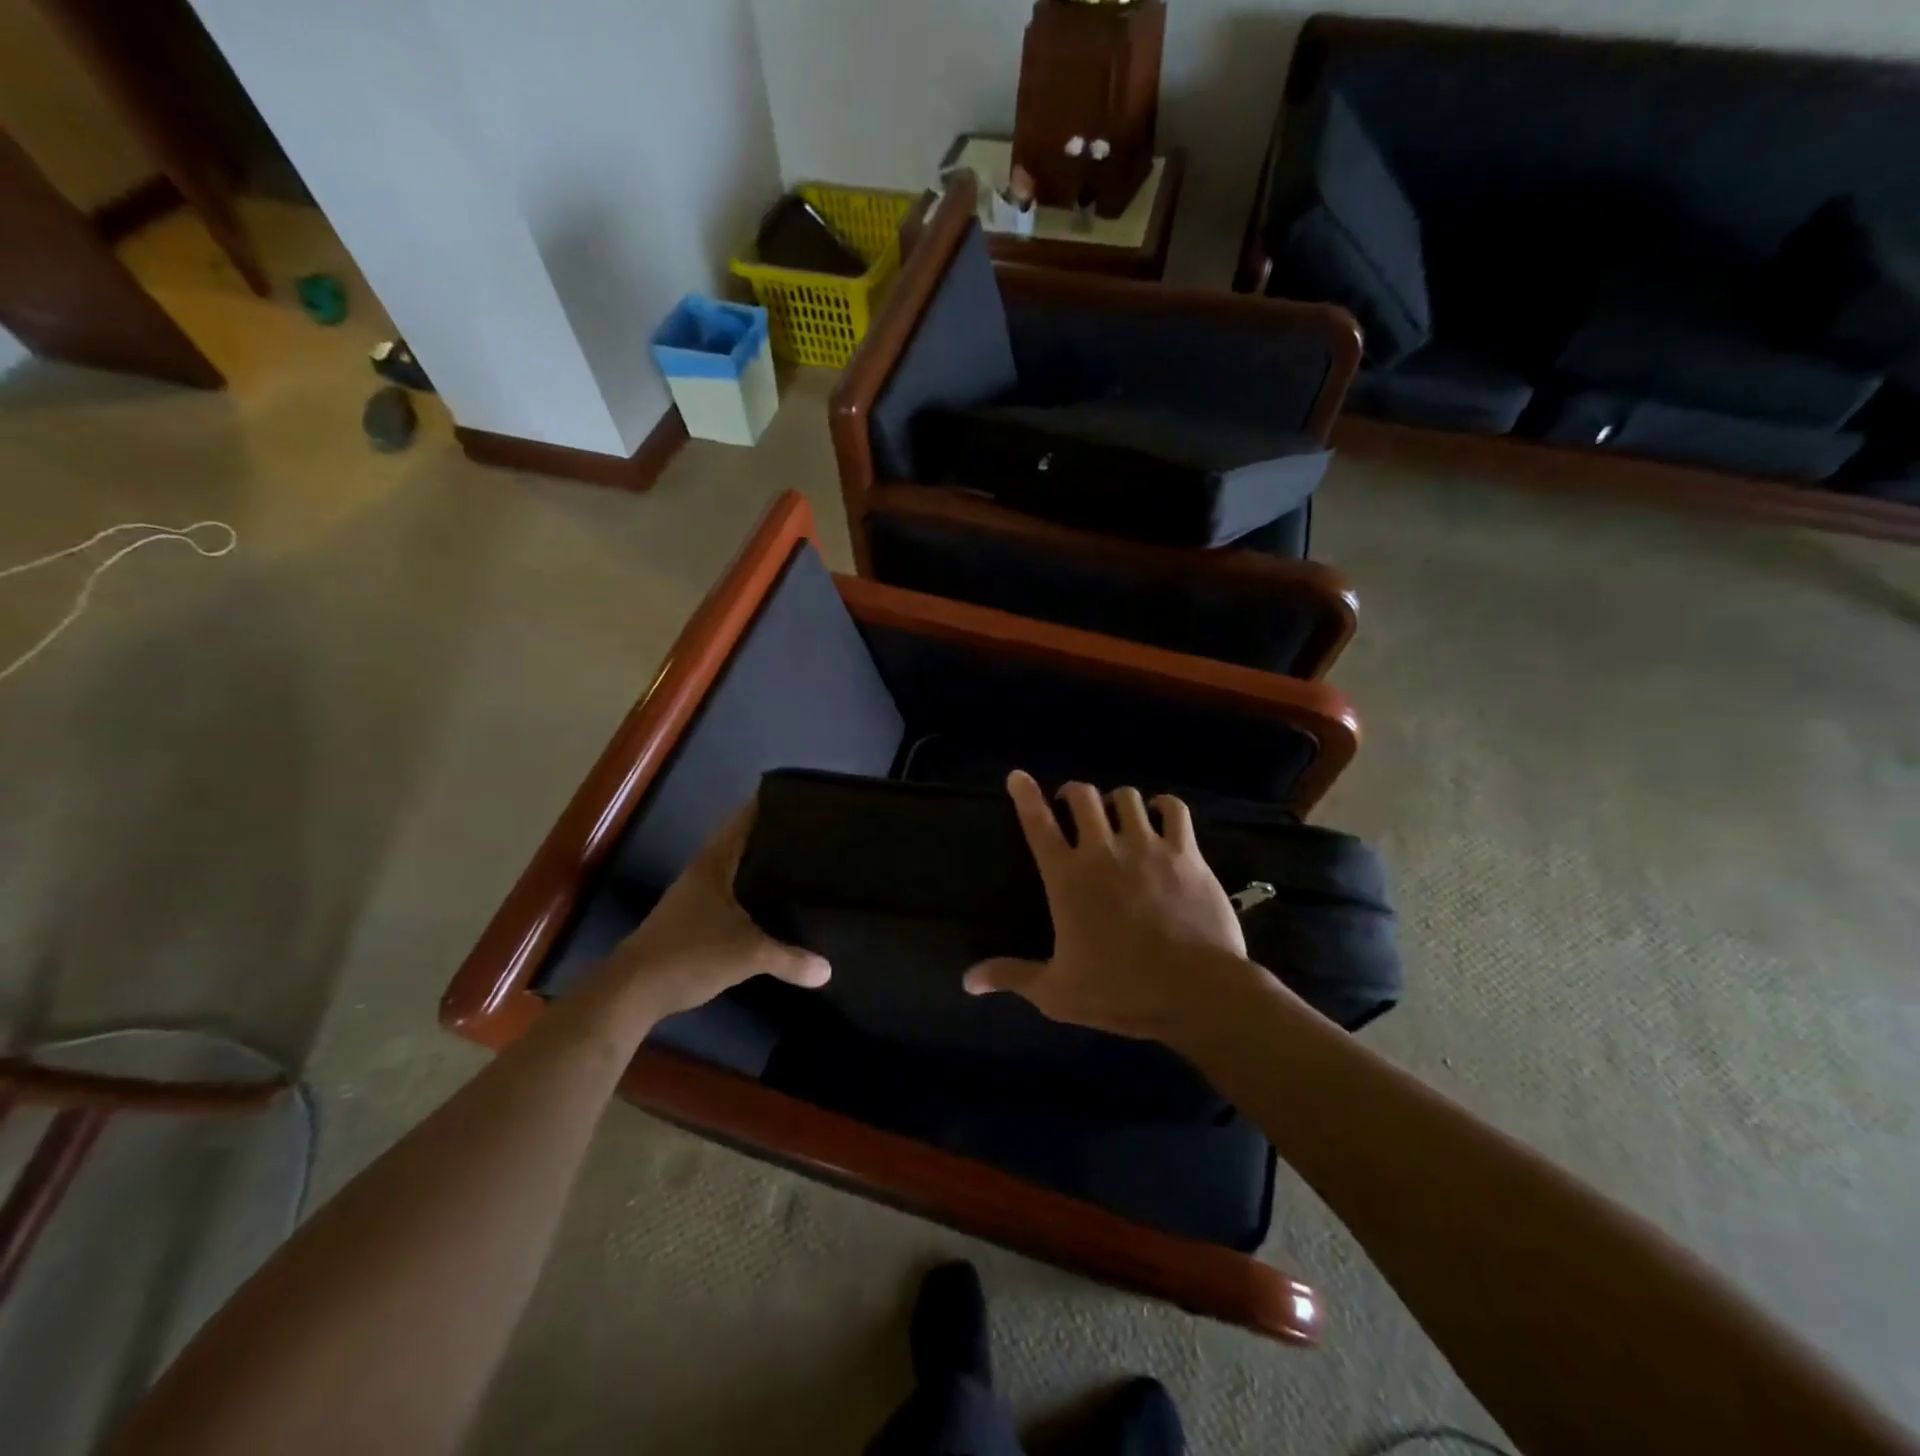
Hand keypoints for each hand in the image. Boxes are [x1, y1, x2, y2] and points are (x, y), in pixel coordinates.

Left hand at [605, 802, 828, 1018]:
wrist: (632, 992)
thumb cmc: (690, 954)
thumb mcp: (748, 955)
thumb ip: (789, 959)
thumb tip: (827, 970)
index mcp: (713, 864)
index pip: (742, 822)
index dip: (765, 807)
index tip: (797, 800)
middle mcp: (702, 873)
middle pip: (739, 844)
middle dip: (769, 838)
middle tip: (808, 835)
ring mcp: (692, 898)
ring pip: (732, 872)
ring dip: (757, 868)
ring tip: (795, 866)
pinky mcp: (689, 922)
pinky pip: (728, 897)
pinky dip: (748, 895)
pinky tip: (768, 907)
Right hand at [963, 771, 1257, 1041]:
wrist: (1197, 992)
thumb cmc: (1120, 992)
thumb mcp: (1056, 992)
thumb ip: (1012, 976)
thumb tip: (968, 981)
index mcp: (1068, 878)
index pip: (1038, 823)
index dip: (1025, 795)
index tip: (1018, 777)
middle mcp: (1104, 851)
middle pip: (1082, 796)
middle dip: (1073, 794)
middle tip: (1073, 808)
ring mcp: (1148, 847)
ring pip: (1127, 797)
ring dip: (1116, 801)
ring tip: (1117, 816)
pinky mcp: (1186, 853)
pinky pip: (1174, 809)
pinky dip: (1163, 806)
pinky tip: (1160, 814)